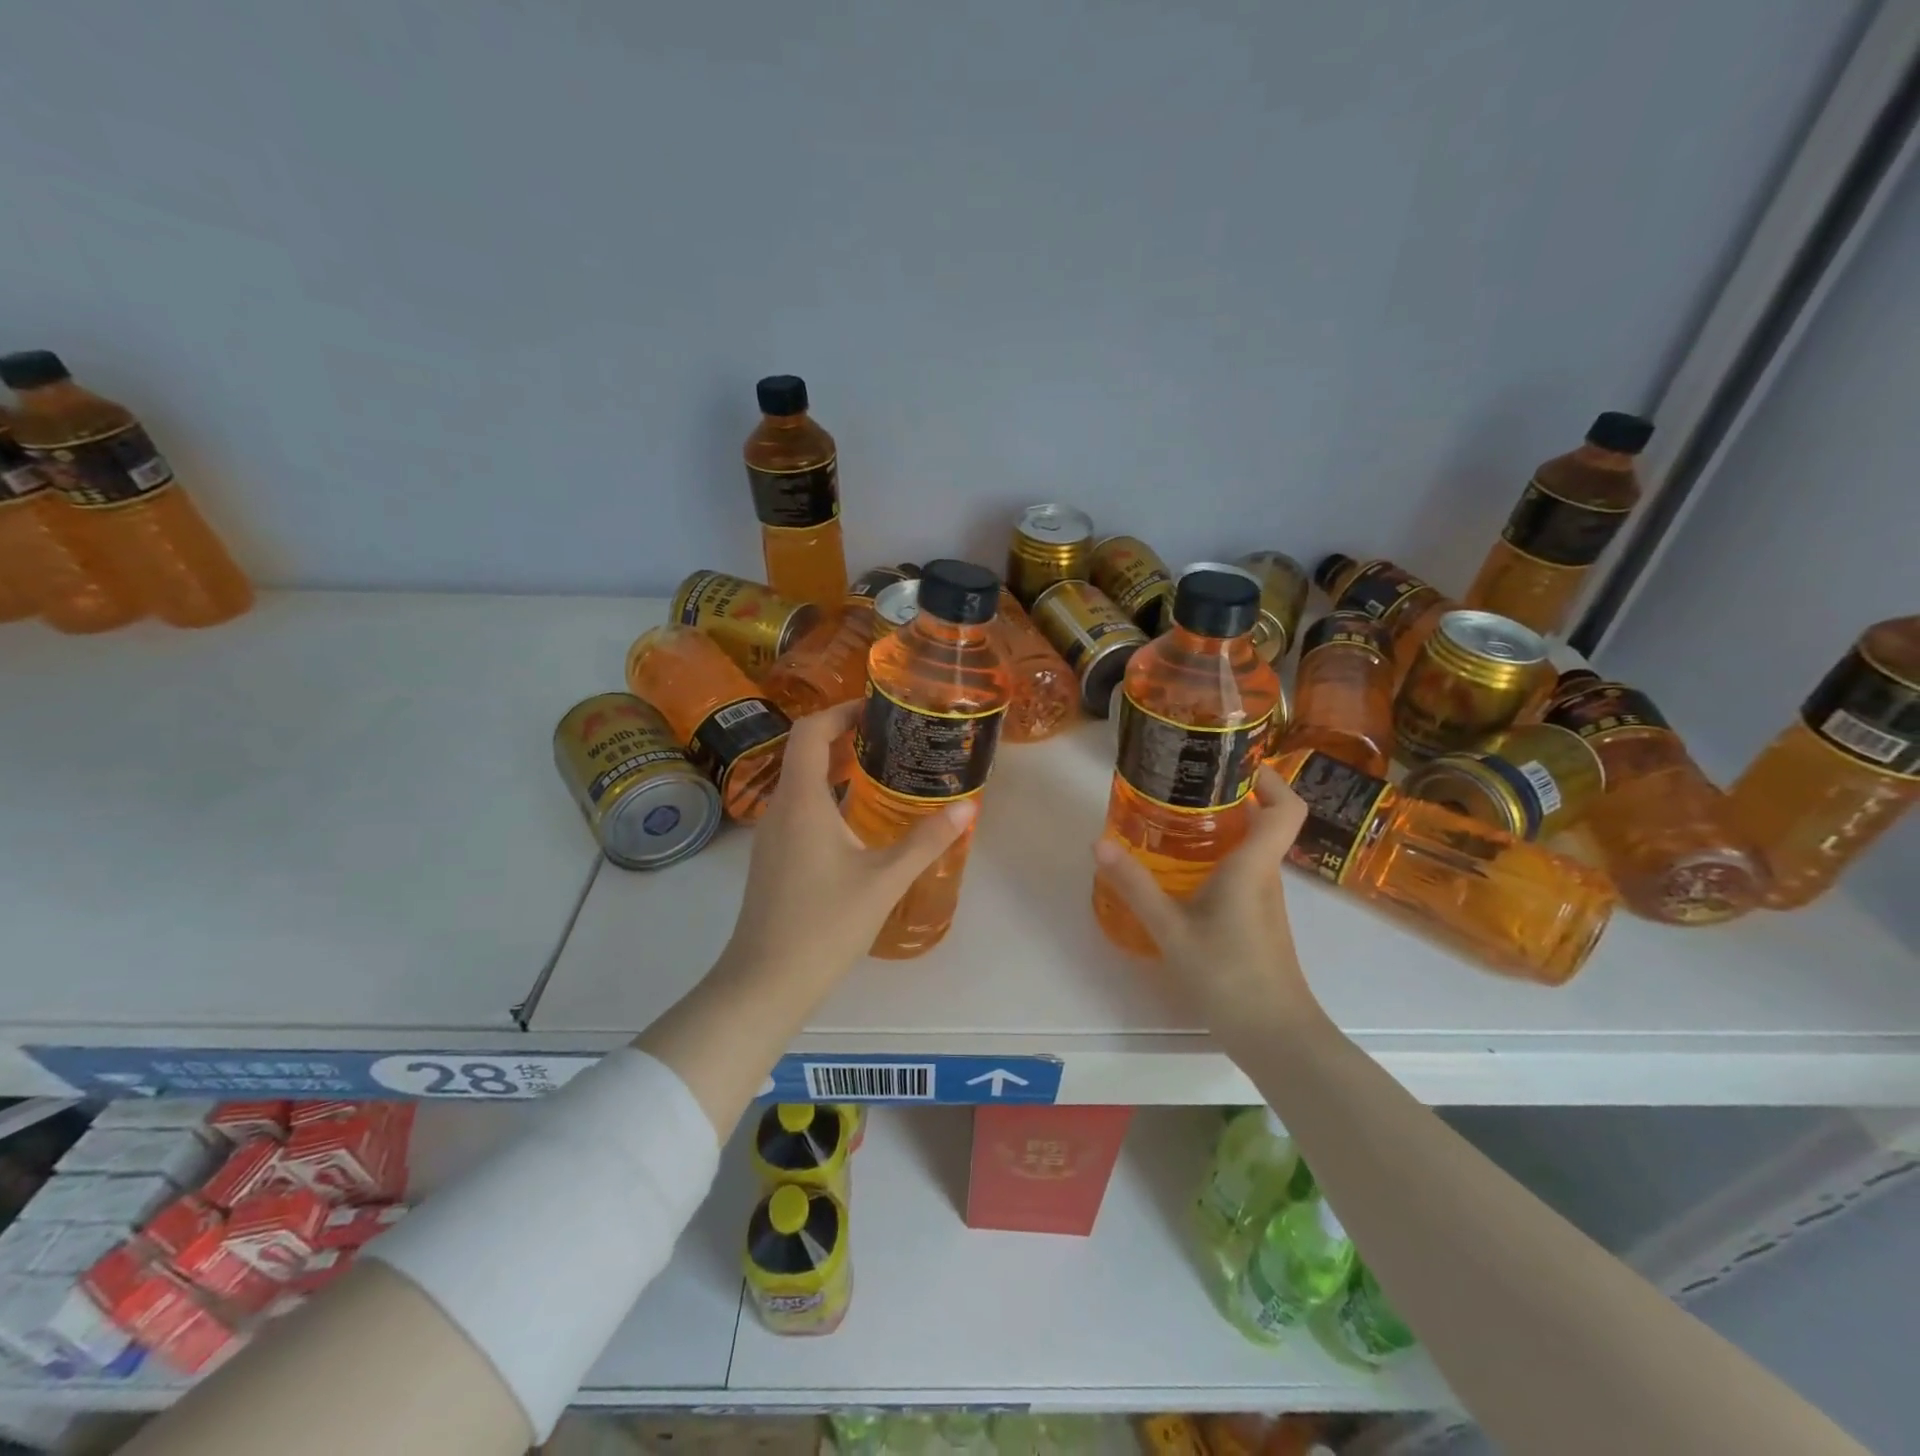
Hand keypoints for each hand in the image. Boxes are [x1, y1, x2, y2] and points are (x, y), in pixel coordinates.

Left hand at [719, 700, 975, 996]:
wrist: (765, 981)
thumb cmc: (824, 925)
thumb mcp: (883, 881)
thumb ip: (925, 841)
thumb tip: (966, 808)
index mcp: (802, 801)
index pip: (810, 731)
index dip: (840, 711)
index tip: (877, 710)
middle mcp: (780, 809)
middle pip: (804, 752)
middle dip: (845, 737)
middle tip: (891, 738)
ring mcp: (771, 836)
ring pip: (801, 783)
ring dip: (836, 769)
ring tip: (882, 772)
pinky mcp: (772, 859)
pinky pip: (799, 809)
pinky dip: (827, 798)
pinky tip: (859, 822)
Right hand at [1092, 768, 1324, 1039]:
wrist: (1276, 1038)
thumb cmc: (1229, 976)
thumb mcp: (1172, 930)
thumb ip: (1136, 886)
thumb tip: (1099, 843)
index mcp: (1254, 866)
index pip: (1287, 808)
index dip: (1270, 778)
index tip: (1232, 763)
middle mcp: (1266, 876)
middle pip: (1265, 821)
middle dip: (1230, 797)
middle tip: (1183, 786)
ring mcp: (1265, 901)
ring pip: (1252, 849)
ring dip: (1222, 829)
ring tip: (1173, 822)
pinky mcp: (1258, 922)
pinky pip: (1242, 874)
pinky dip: (1218, 861)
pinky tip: (1181, 873)